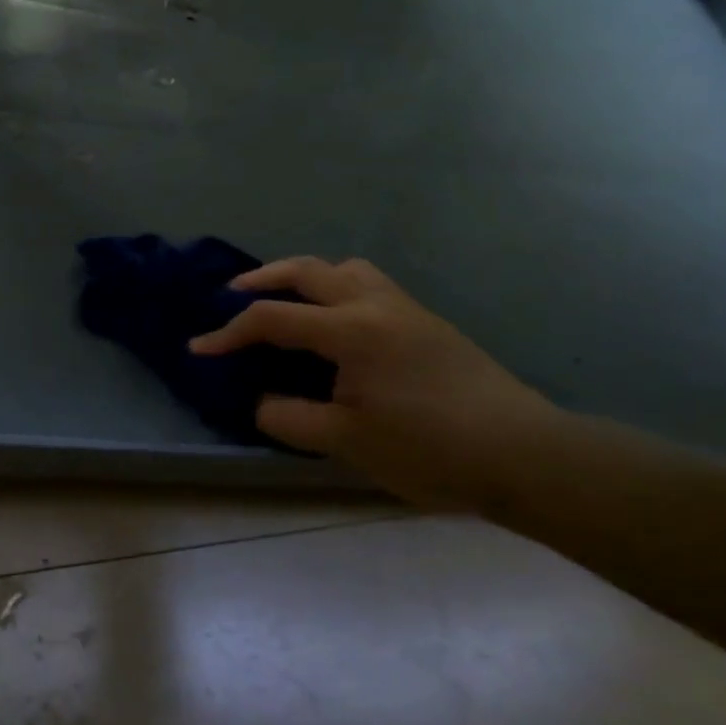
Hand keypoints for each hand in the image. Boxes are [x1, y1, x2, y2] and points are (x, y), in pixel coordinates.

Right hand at [188, 257, 559, 505]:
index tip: (199, 350)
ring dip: (307, 277)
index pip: (273, 319)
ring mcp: (407, 309)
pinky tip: (336, 327)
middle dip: (262, 279)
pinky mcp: (427, 323)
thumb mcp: (345, 442)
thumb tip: (260, 403)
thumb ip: (288, 418)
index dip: (229, 334)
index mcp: (351, 330)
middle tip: (231, 296)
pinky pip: (370, 286)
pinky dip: (337, 290)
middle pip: (308, 270)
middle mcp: (376, 305)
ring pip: (346, 269)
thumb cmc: (430, 449)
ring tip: (287, 301)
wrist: (526, 456)